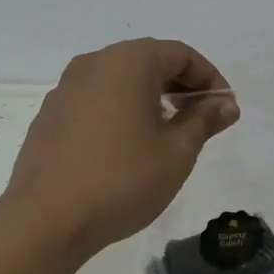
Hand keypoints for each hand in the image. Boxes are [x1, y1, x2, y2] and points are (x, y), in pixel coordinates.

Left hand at [5, 39, 237, 257]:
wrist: (47, 218)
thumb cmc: (123, 179)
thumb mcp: (176, 152)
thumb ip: (203, 121)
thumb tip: (224, 104)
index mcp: (128, 61)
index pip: (180, 54)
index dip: (210, 79)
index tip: (225, 110)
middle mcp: (93, 63)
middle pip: (147, 62)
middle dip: (180, 87)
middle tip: (201, 121)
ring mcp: (65, 89)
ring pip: (119, 81)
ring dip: (149, 99)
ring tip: (166, 135)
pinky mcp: (49, 116)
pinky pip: (95, 101)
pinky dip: (119, 112)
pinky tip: (126, 148)